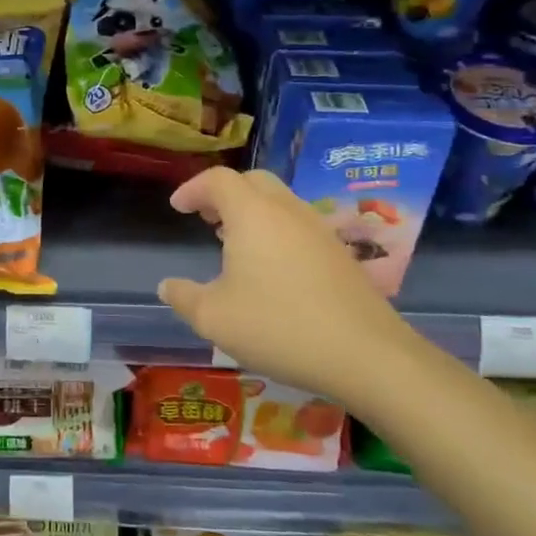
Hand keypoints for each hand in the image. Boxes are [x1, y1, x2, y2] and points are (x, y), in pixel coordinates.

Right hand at [157, 167, 417, 400]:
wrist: (367, 354)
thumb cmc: (279, 327)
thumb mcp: (214, 318)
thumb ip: (184, 298)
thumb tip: (168, 286)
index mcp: (252, 214)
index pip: (218, 180)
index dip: (193, 188)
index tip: (177, 207)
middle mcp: (287, 211)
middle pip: (252, 181)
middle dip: (224, 193)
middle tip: (205, 217)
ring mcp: (319, 230)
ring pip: (279, 202)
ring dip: (251, 212)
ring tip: (232, 241)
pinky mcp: (339, 253)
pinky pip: (298, 225)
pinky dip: (275, 230)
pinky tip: (269, 268)